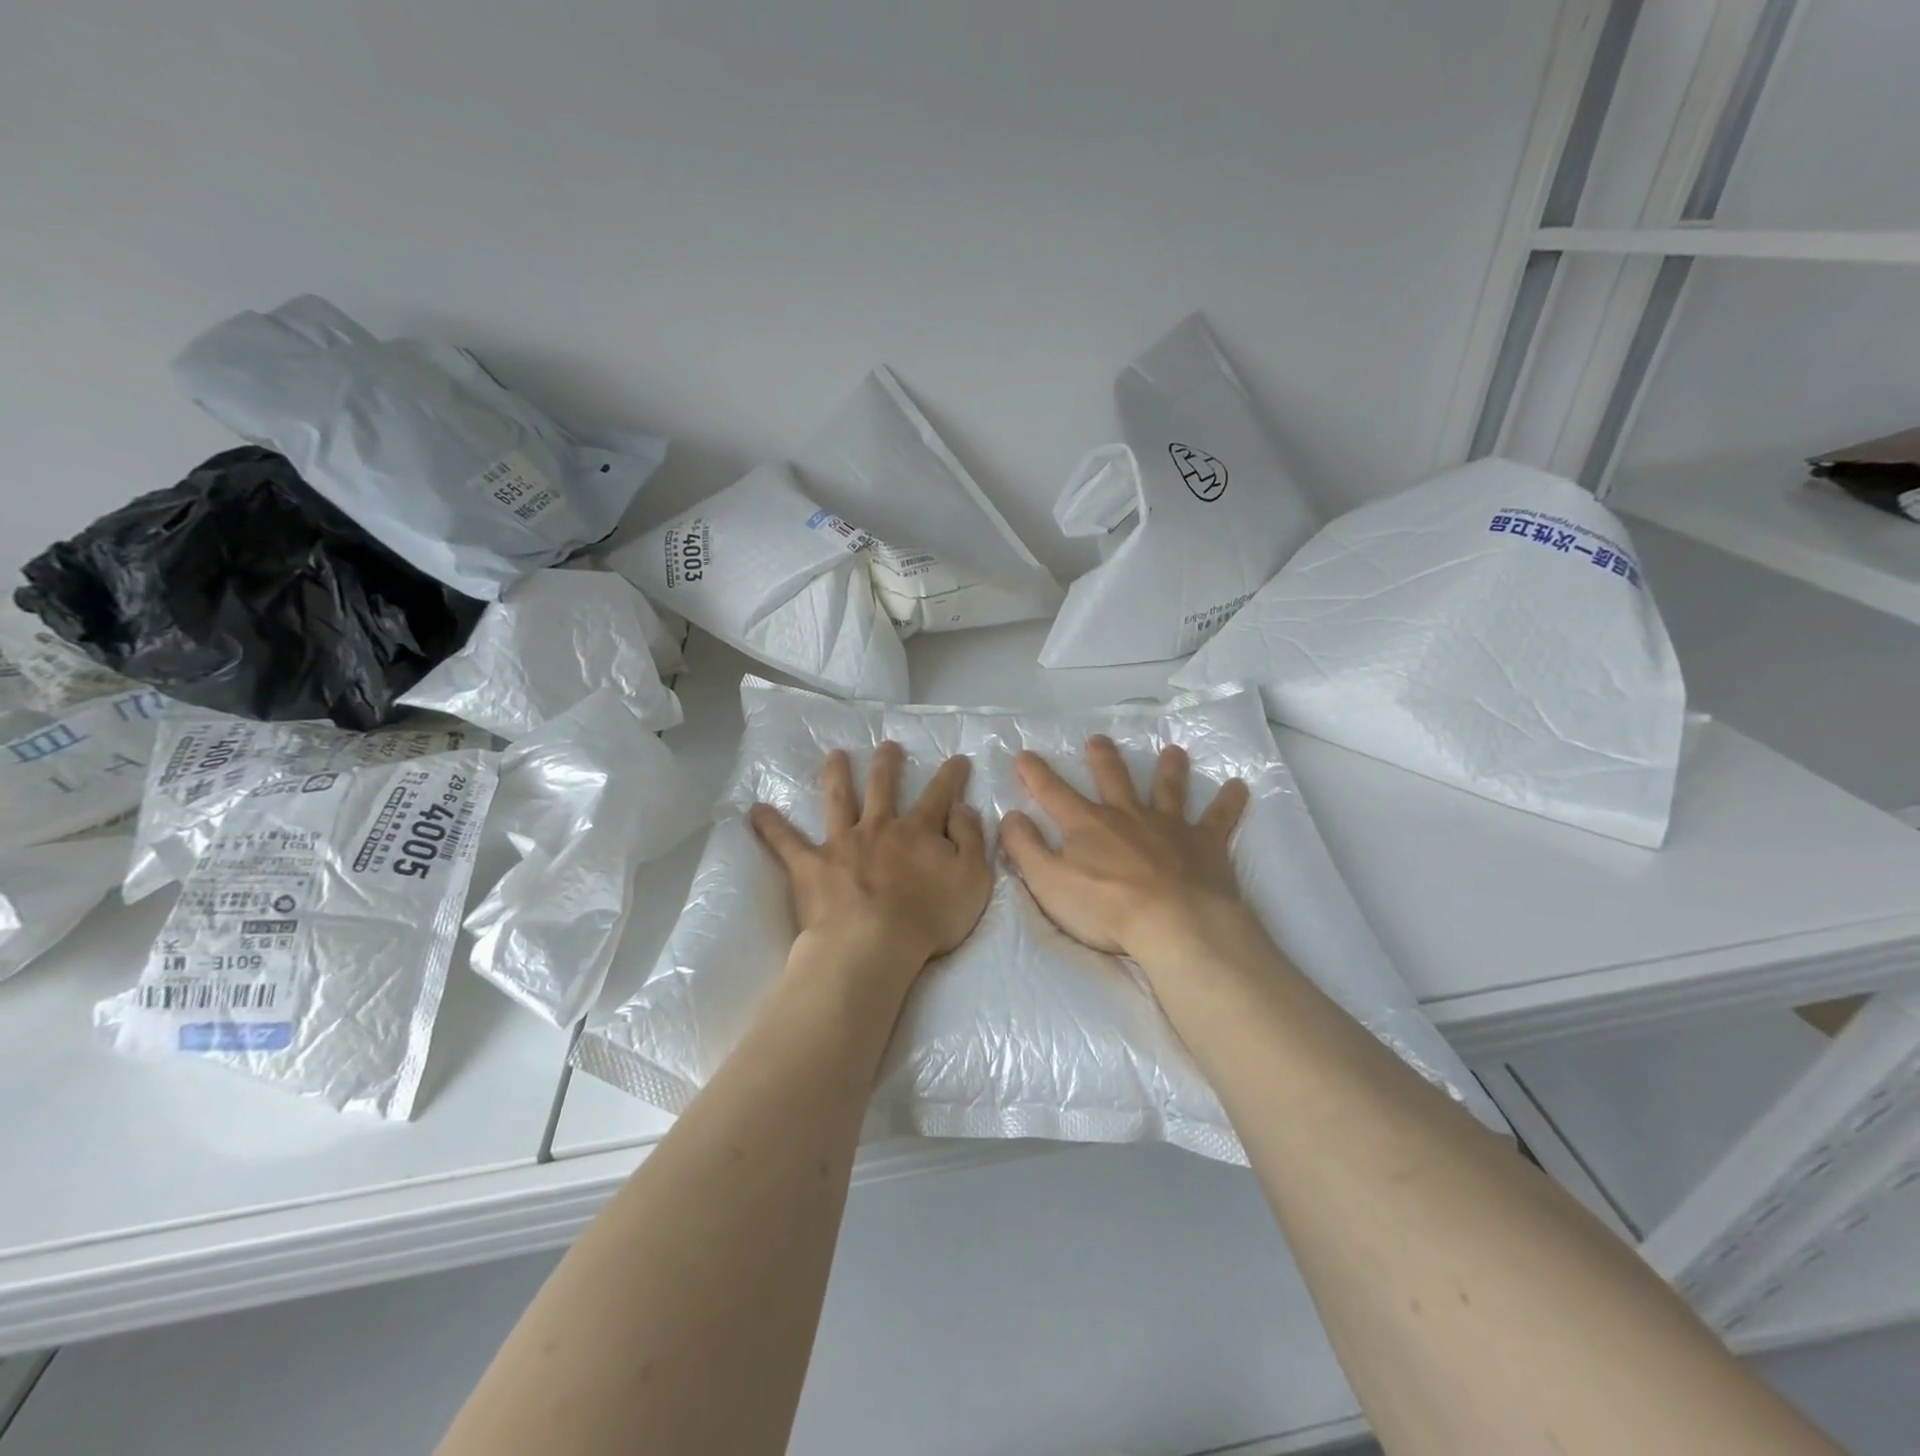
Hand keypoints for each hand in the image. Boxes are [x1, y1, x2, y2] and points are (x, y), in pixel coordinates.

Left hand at [749, 743, 991, 978]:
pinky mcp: (810, 865)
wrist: (872, 945)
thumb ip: (970, 840)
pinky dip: (770, 826)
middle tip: (887, 746)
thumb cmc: (928, 918)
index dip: (950, 777)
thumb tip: (961, 808)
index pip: (938, 796)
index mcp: (917, 831)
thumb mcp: (972, 879)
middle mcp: (878, 827)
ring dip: (837, 775)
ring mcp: (841, 843)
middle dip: (887, 764)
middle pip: (883, 788)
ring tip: (834, 755)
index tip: (957, 758)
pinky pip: (785, 842)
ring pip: (838, 800)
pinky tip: (755, 810)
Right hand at [1001, 736, 1250, 968]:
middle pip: (1113, 779)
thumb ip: (1024, 848)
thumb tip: (1009, 816)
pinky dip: (1229, 801)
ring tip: (1173, 751)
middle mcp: (1127, 815)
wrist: (1173, 922)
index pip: (1053, 792)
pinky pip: (1219, 817)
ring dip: (1169, 769)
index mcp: (1087, 824)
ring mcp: (1169, 826)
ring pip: (1167, 789)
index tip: (1024, 754)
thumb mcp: (1048, 882)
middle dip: (1102, 758)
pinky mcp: (1205, 843)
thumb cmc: (1105, 907)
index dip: (1035, 773)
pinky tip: (1239, 786)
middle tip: (1098, 740)